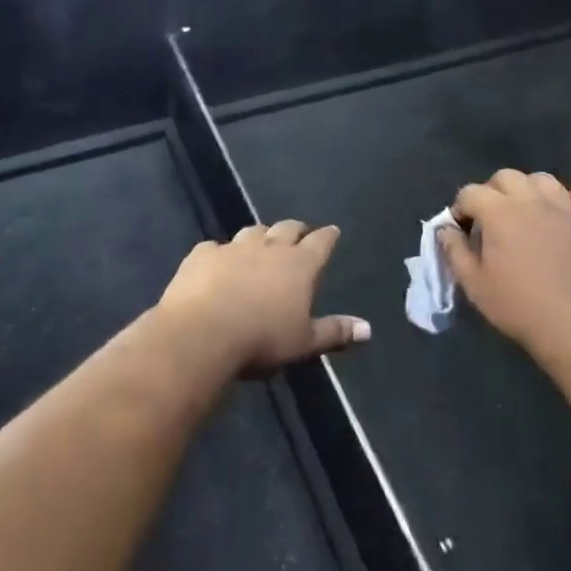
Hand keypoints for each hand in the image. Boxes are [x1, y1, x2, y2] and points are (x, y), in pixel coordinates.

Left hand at [157, 221, 368, 375]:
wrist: (202, 333)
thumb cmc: (262, 340)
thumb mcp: (304, 342)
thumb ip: (335, 332)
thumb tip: (368, 329)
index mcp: (300, 265)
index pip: (321, 242)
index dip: (328, 236)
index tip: (332, 231)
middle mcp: (270, 247)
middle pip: (287, 228)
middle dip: (296, 229)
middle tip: (300, 233)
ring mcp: (234, 247)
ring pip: (253, 231)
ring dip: (260, 236)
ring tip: (261, 243)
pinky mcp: (203, 254)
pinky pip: (215, 247)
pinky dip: (220, 253)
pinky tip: (216, 262)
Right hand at [439, 170, 570, 363]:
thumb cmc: (521, 308)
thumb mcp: (475, 285)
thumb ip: (454, 251)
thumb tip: (445, 229)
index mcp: (500, 212)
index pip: (470, 192)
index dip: (460, 208)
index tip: (461, 230)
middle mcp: (532, 200)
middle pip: (505, 177)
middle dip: (491, 191)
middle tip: (490, 220)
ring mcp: (565, 209)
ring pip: (540, 180)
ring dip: (526, 191)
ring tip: (523, 216)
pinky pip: (568, 201)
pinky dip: (555, 208)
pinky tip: (554, 230)